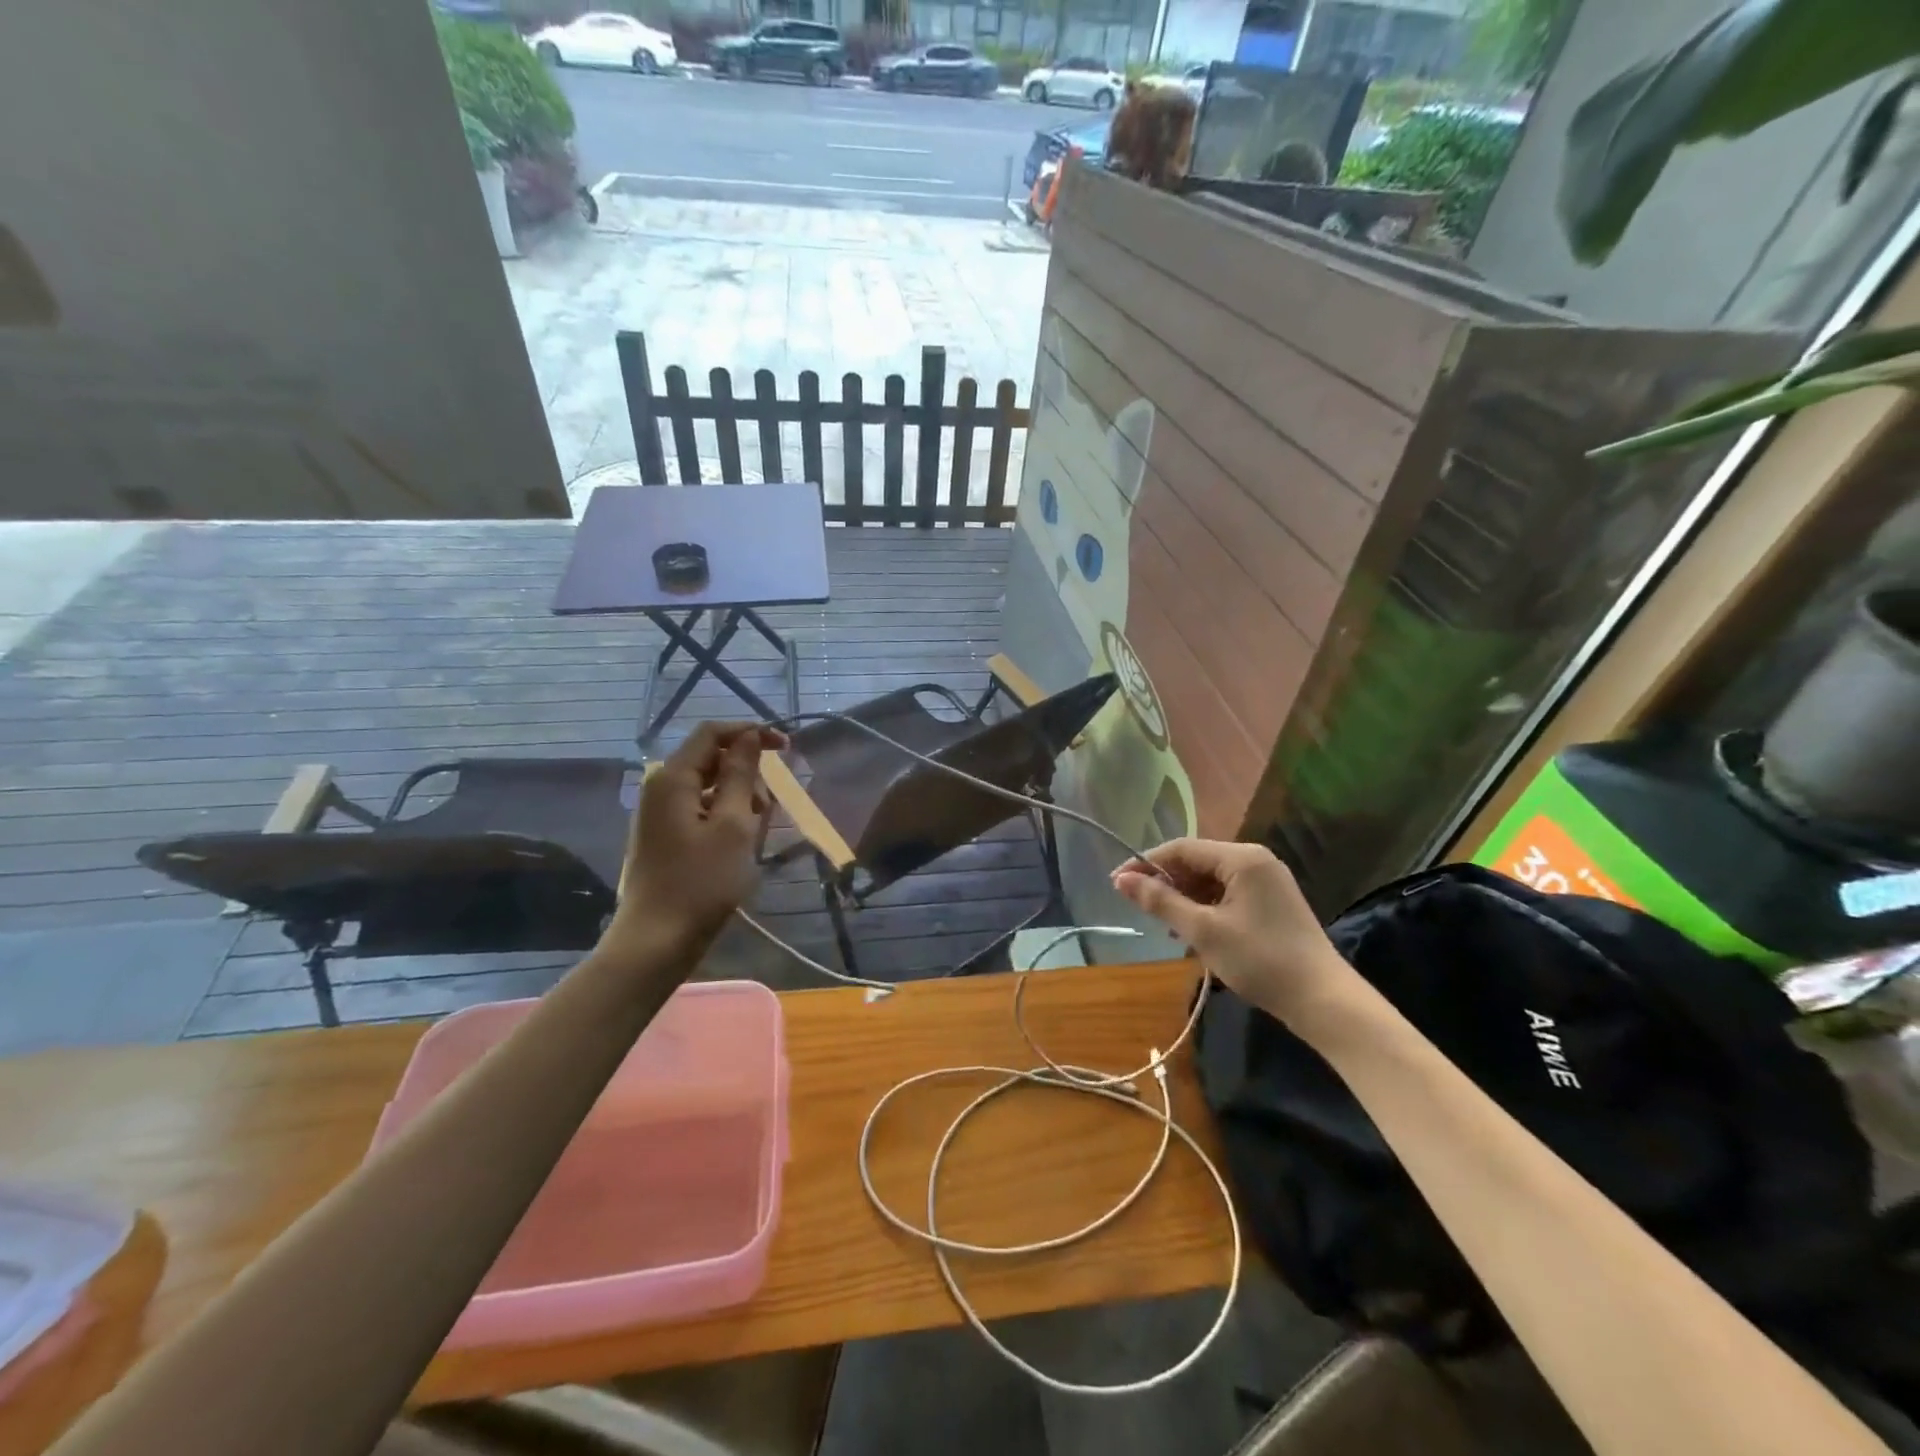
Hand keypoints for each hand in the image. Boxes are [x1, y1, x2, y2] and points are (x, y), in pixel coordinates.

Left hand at [608, 721, 787, 953]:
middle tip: (769, 809)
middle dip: (747, 775)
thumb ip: (741, 775)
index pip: (712, 733)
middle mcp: (661, 788)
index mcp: (673, 778)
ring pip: (709, 788)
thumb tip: (748, 736)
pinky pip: (701, 811)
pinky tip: (739, 846)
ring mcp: (660, 814)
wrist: (656, 941)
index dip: (750, 732)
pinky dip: (725, 818)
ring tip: (755, 834)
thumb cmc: (701, 882)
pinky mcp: (664, 837)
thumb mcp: (732, 825)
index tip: (786, 746)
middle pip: (711, 759)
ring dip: (739, 800)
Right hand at [1111, 838, 1358, 1029]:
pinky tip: (1192, 931)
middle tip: (1139, 908)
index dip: (1146, 863)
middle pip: (1196, 861)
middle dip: (1166, 882)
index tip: (1116, 884)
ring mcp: (1267, 880)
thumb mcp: (1203, 931)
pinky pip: (1227, 893)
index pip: (1181, 848)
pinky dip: (1205, 907)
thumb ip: (1161, 901)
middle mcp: (1255, 860)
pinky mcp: (1272, 902)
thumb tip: (1121, 880)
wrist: (1323, 1000)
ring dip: (1184, 897)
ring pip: (1211, 879)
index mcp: (1241, 858)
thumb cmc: (1259, 960)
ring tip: (1165, 925)